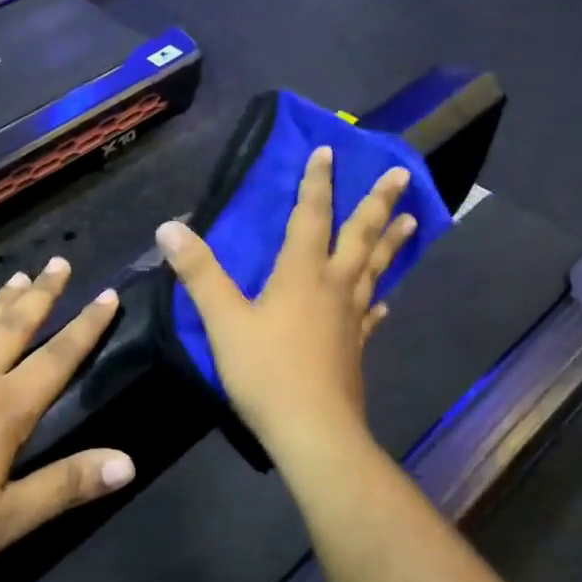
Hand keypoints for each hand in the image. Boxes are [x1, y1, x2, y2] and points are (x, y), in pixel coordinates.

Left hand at [0, 258, 133, 581]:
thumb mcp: (6, 520)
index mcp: (3, 409)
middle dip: (42, 295)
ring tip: (17, 276)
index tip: (108, 293)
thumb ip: (67, 485)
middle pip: (13, 327)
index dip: (87, 326)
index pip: (58, 357)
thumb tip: (129, 462)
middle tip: (59, 262)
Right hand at [156, 147, 416, 466]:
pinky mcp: (355, 347)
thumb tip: (170, 227)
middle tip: (402, 175)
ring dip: (391, 242)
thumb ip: (199, 273)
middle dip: (378, 202)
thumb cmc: (266, 372)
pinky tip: (384, 301)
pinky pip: (370, 314)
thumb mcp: (224, 321)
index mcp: (301, 273)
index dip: (317, 182)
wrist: (313, 431)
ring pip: (374, 269)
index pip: (311, 216)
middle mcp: (333, 286)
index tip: (328, 150)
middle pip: (361, 235)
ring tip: (412, 220)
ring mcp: (350, 318)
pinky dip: (377, 300)